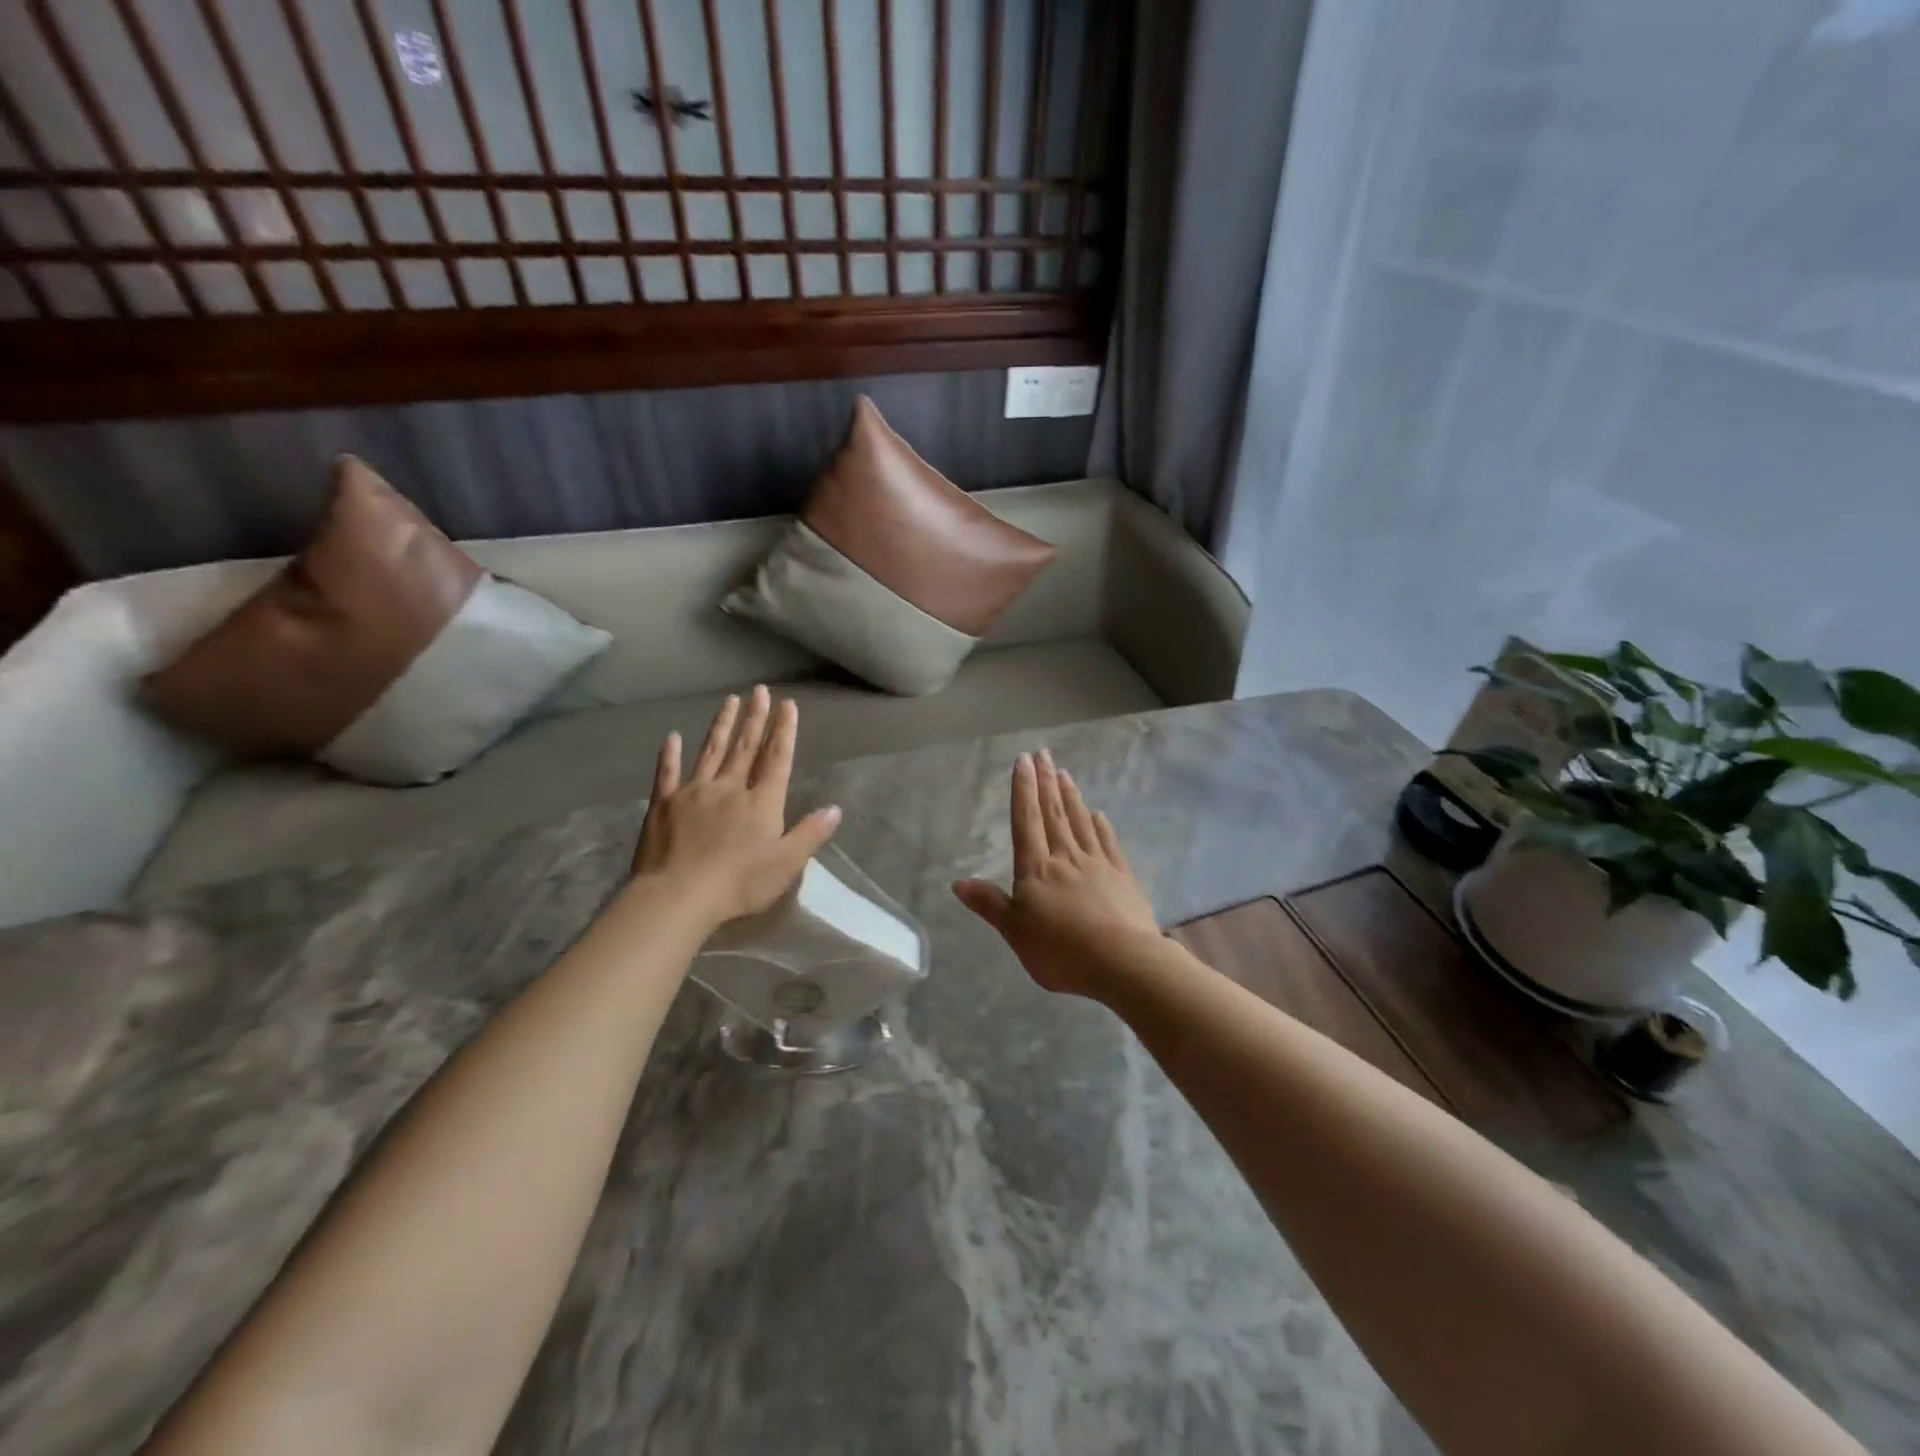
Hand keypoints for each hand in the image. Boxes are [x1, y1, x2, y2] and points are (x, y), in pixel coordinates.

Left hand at [630, 685, 840, 928]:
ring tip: (730, 701)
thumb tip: (835, 809)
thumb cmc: (739, 883)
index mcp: (762, 802)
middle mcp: (730, 788)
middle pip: (745, 747)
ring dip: (722, 725)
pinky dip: (670, 754)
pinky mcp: (663, 804)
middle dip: (755, 718)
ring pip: (711, 751)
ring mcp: (694, 792)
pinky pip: (667, 773)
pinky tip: (672, 736)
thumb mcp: (786, 864)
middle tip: (759, 690)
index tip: (788, 704)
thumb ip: (810, 834)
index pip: (776, 759)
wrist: (679, 895)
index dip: (784, 731)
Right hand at [953, 750, 1160, 997]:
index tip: (1023, 760)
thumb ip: (990, 904)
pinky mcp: (1123, 877)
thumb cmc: (1061, 951)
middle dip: (1046, 782)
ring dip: (1071, 796)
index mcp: (1036, 870)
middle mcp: (1066, 858)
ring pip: (1080, 822)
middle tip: (1043, 753)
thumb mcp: (1016, 932)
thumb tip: (957, 883)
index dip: (1023, 790)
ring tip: (1065, 773)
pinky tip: (1098, 814)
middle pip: (1054, 814)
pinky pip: (1108, 843)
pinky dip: (1101, 826)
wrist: (1123, 963)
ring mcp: (1098, 864)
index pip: (1027, 822)